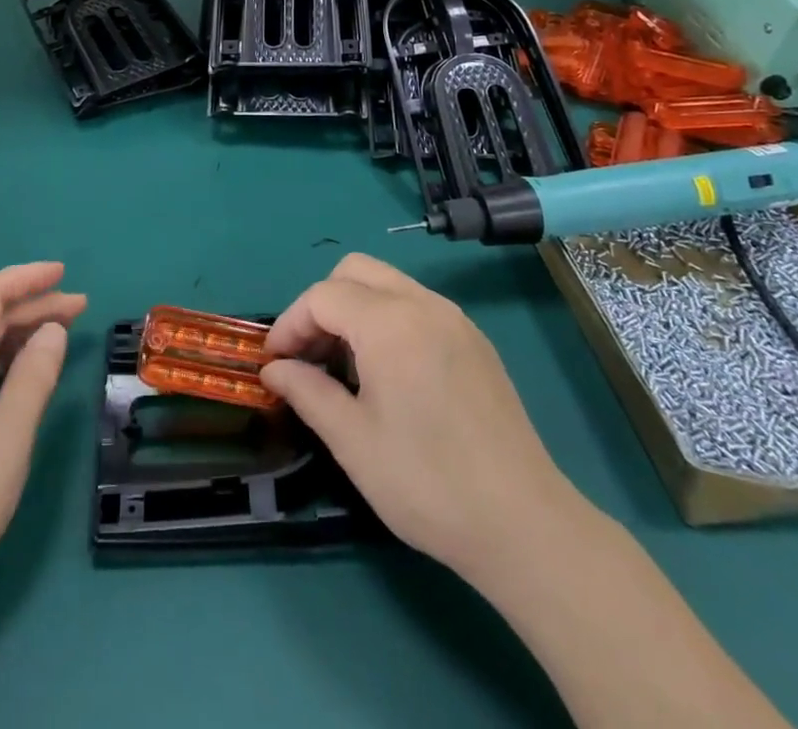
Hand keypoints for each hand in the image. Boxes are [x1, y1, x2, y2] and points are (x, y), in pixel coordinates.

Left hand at [0, 262, 85, 627]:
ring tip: (64, 332)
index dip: (26, 278)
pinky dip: (6, 360)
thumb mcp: (9, 435)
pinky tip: (31, 369)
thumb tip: (53, 330)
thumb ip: (35, 375)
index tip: (65, 274)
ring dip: (20, 332)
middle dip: (32, 305)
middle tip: (80, 307)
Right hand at [260, 253, 580, 585]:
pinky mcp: (475, 341)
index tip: (275, 362)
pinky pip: (417, 305)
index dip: (291, 323)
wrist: (524, 525)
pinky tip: (388, 372)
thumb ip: (307, 392)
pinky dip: (388, 319)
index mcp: (389, 322)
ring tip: (344, 366)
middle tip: (309, 355)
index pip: (322, 296)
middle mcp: (422, 304)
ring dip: (355, 308)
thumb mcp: (352, 440)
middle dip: (321, 304)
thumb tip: (273, 369)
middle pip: (355, 272)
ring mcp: (454, 319)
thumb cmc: (427, 483)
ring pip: (387, 283)